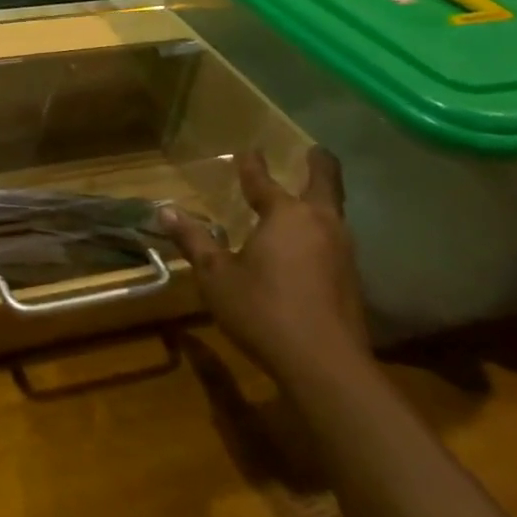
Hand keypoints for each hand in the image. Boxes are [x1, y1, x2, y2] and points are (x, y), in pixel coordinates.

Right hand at [161, 147, 368, 387]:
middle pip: (325, 183)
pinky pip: (337, 242)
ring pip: (335, 214)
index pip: (263, 180)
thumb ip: (194, 241)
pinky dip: (324, 232)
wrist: (326, 366)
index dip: (252, 164)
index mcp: (285, 215)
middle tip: (315, 150)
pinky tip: (314, 247)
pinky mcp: (352, 281)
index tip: (248, 150)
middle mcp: (319, 224)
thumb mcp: (217, 276)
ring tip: (311, 197)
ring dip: (323, 200)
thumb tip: (164, 211)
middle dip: (319, 164)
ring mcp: (342, 252)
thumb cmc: (264, 310)